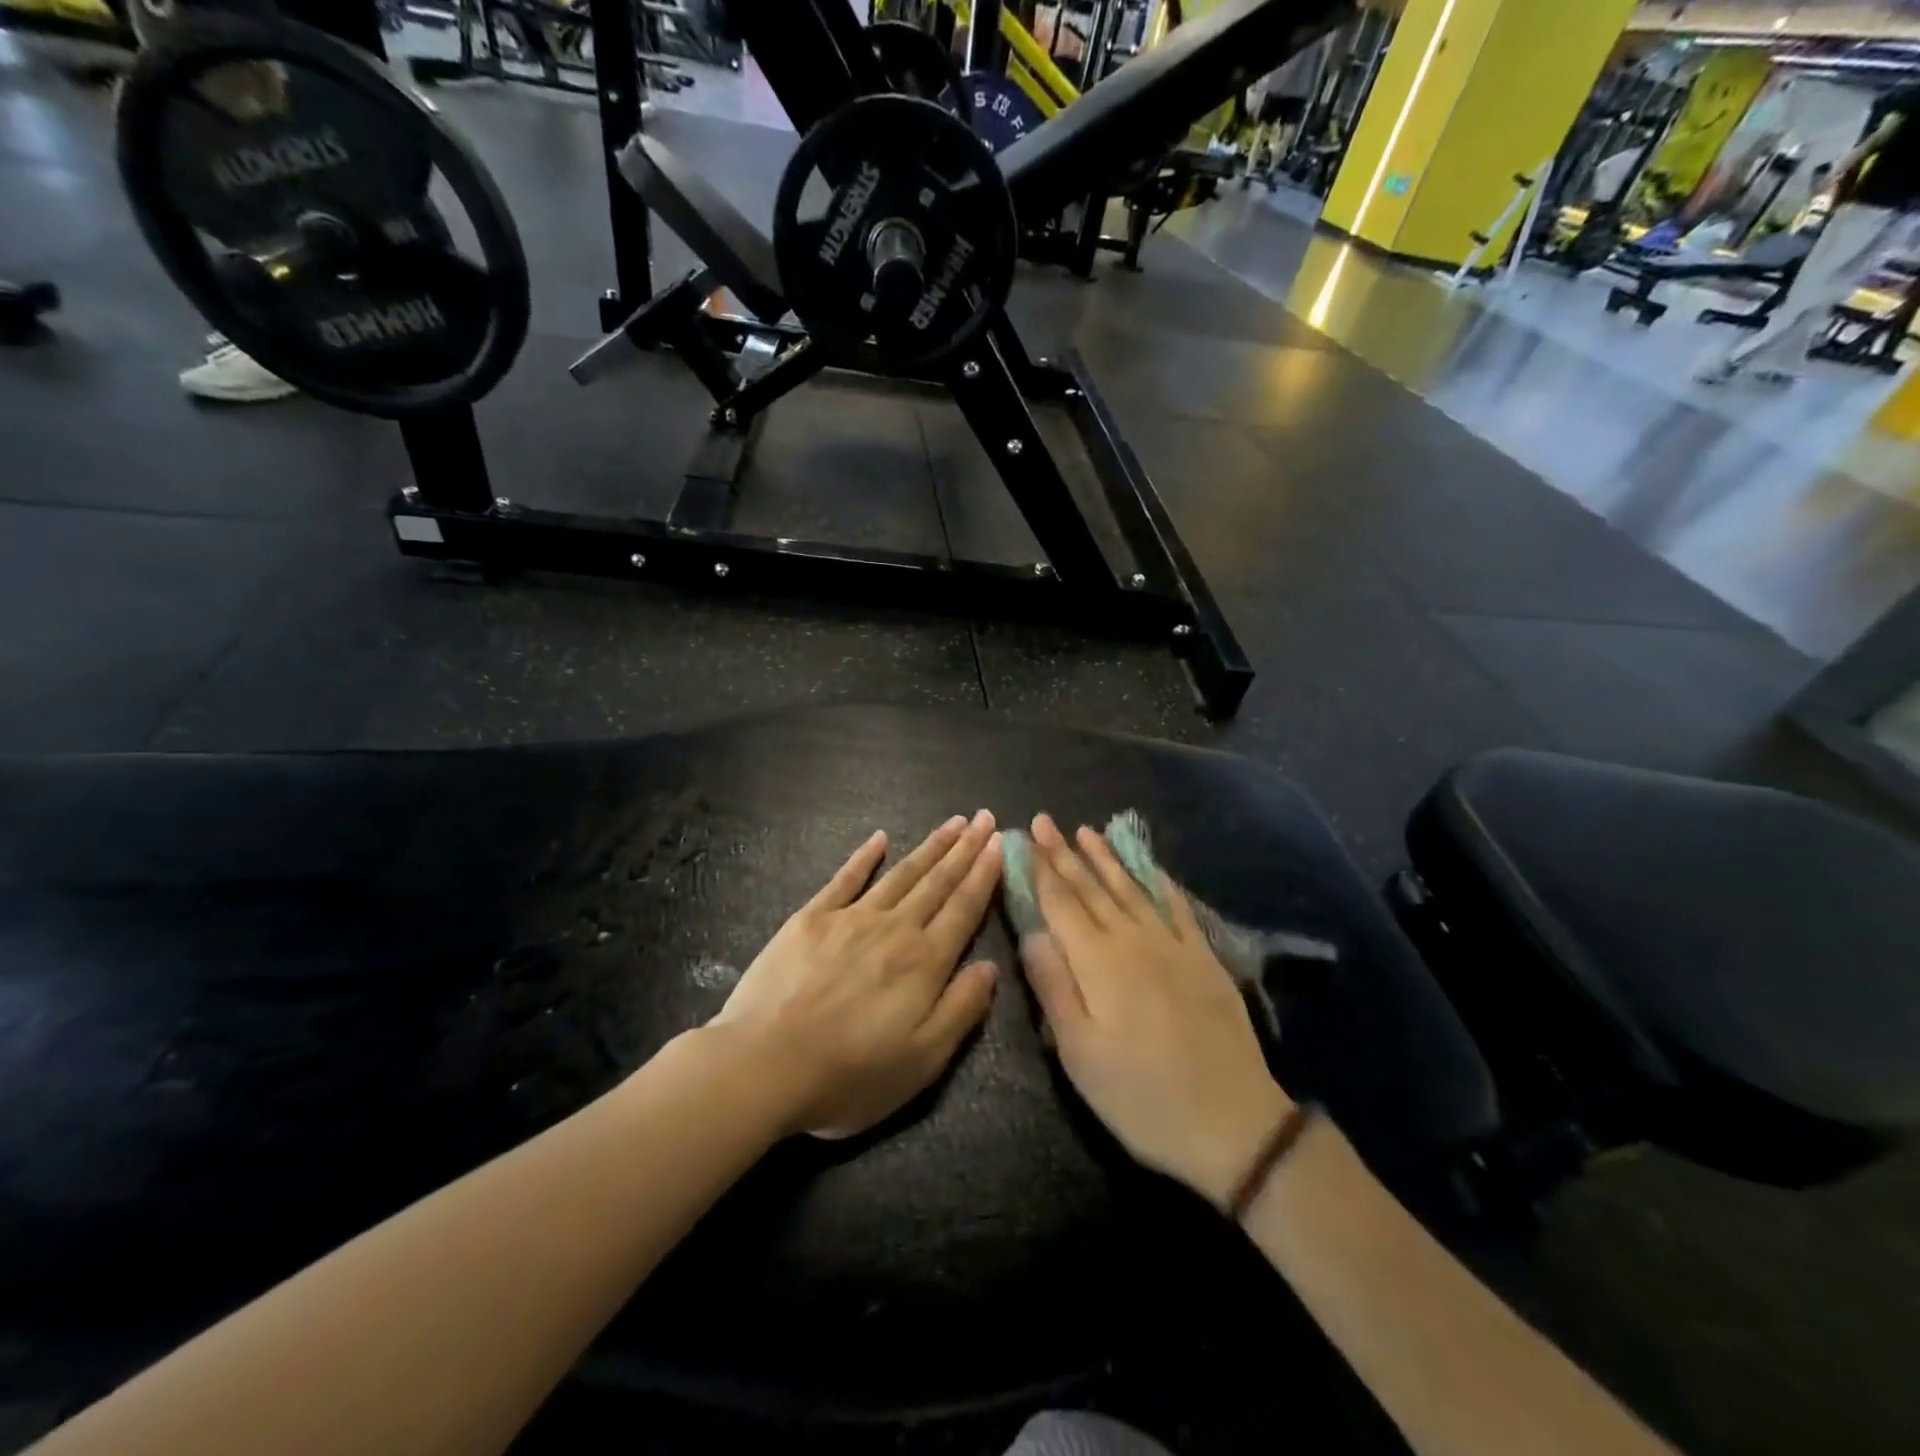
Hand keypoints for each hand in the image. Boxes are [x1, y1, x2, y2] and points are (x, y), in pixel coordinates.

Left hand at [712, 812, 1001, 1138]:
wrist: (764, 1065)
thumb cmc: (849, 1075)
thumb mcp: (922, 1061)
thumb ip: (961, 1009)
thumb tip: (991, 966)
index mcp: (925, 962)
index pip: (964, 908)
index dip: (984, 874)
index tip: (998, 843)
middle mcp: (894, 928)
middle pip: (937, 882)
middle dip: (964, 848)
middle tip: (984, 817)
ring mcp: (850, 918)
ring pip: (900, 874)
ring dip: (929, 847)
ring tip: (952, 823)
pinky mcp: (811, 919)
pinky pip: (844, 879)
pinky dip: (864, 857)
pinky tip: (879, 838)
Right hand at [1018, 814, 1292, 1207]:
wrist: (1232, 1122)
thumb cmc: (1140, 1095)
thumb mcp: (1079, 1053)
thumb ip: (1053, 985)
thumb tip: (1031, 932)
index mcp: (1097, 961)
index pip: (1060, 903)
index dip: (1040, 868)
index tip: (1024, 837)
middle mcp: (1133, 940)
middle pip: (1091, 888)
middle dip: (1064, 853)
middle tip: (1045, 821)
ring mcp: (1172, 946)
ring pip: (1131, 889)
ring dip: (1106, 859)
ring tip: (1087, 832)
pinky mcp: (1204, 959)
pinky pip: (1178, 908)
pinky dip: (1160, 882)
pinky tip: (1150, 867)